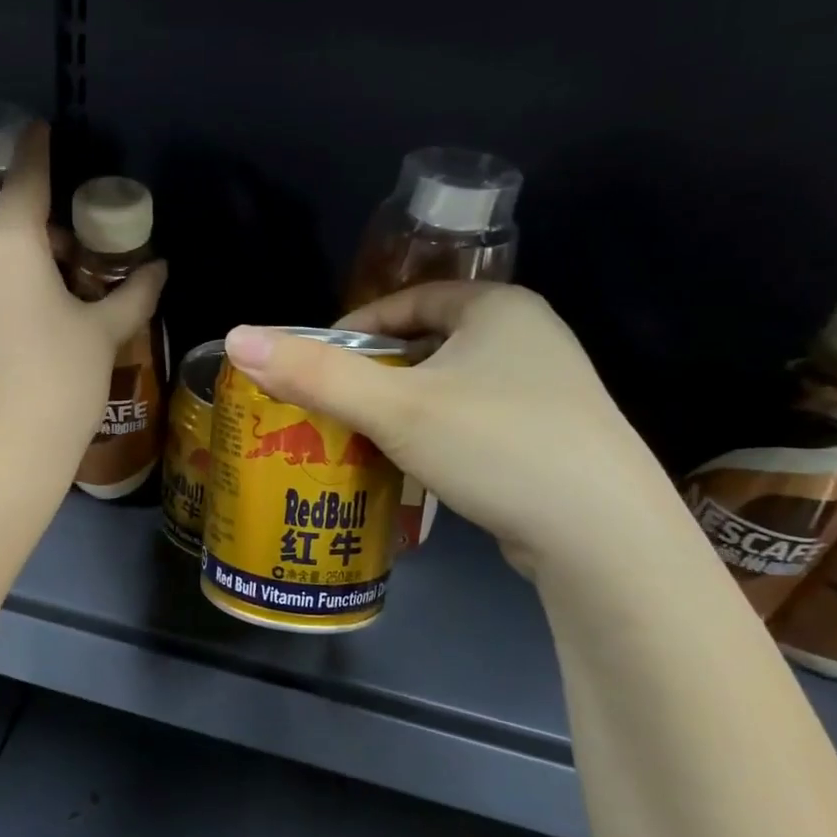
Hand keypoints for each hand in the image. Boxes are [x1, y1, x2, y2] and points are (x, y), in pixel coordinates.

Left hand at [0, 122, 167, 475]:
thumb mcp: (104, 335)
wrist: (2, 454)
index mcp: (11, 247)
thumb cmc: (62, 382)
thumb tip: (161, 268)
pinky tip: (1, 364)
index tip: (39, 131)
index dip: (36, 152)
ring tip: (35, 334)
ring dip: (6, 289)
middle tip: (70, 284)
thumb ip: (134, 295)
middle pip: (4, 238)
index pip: (25, 181)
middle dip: (37, 249)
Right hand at [223, 284, 671, 566]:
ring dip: (401, 411)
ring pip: (447, 388)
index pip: (408, 299)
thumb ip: (314, 374)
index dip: (356, 327)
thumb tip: (235, 338)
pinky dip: (433, 438)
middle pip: (425, 346)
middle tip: (328, 409)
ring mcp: (544, 391)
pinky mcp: (549, 440)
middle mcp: (528, 338)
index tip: (317, 364)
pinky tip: (410, 470)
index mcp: (498, 308)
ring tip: (358, 441)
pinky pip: (471, 423)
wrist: (602, 536)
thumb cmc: (496, 445)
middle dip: (373, 376)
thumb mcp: (395, 407)